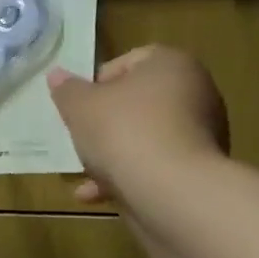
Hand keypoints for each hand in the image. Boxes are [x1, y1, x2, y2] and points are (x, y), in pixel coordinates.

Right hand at [48, 46, 228, 204]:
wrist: (171, 190)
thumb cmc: (124, 132)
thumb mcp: (81, 107)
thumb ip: (68, 90)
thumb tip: (56, 75)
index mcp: (172, 64)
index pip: (130, 62)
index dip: (98, 83)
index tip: (79, 107)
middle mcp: (196, 92)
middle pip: (138, 103)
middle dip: (105, 124)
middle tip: (81, 140)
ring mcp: (202, 133)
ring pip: (145, 138)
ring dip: (112, 156)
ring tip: (85, 177)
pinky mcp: (199, 169)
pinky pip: (157, 166)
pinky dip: (129, 177)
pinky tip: (98, 196)